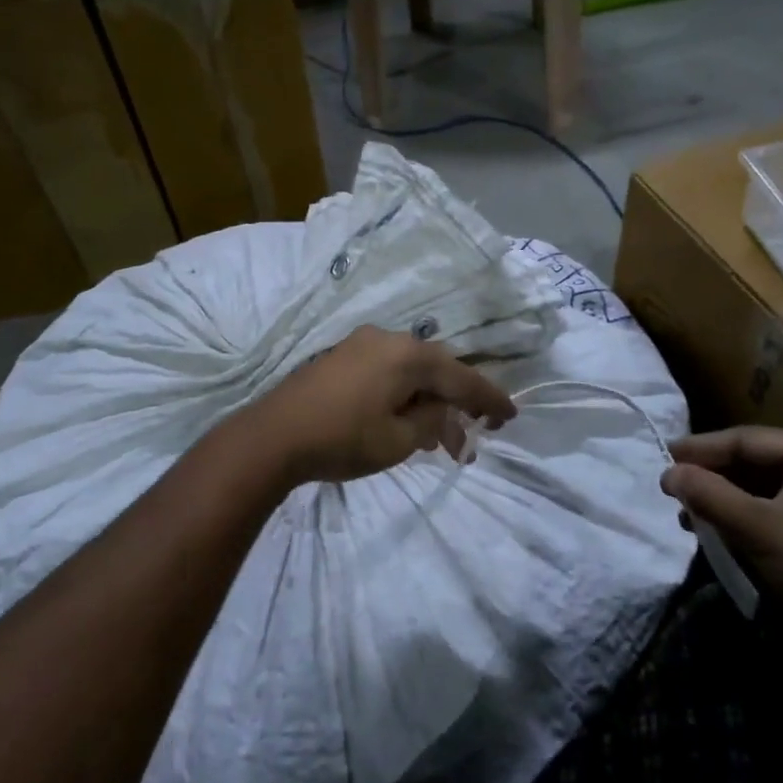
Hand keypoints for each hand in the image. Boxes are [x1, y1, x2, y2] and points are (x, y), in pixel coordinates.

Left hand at [239, 325, 516, 484]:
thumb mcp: (399, 440)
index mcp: (408, 355)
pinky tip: (406, 422)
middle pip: (437, 371)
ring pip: (411, 372)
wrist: (272, 436)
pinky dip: (404, 395)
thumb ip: (432, 420)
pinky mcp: (341, 358)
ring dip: (428, 403)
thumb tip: (442, 410)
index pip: (462, 377)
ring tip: (438, 442)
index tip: (510, 416)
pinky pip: (388, 372)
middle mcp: (388, 339)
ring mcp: (361, 345)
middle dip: (457, 405)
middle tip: (473, 436)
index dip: (489, 399)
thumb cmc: (342, 439)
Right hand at [661, 427, 782, 661]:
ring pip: (766, 492)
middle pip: (757, 464)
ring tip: (691, 517)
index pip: (748, 440)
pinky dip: (748, 521)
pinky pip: (780, 515)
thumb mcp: (756, 527)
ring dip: (727, 502)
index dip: (702, 448)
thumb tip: (668, 473)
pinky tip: (721, 535)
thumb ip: (708, 494)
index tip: (664, 456)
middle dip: (714, 478)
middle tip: (675, 489)